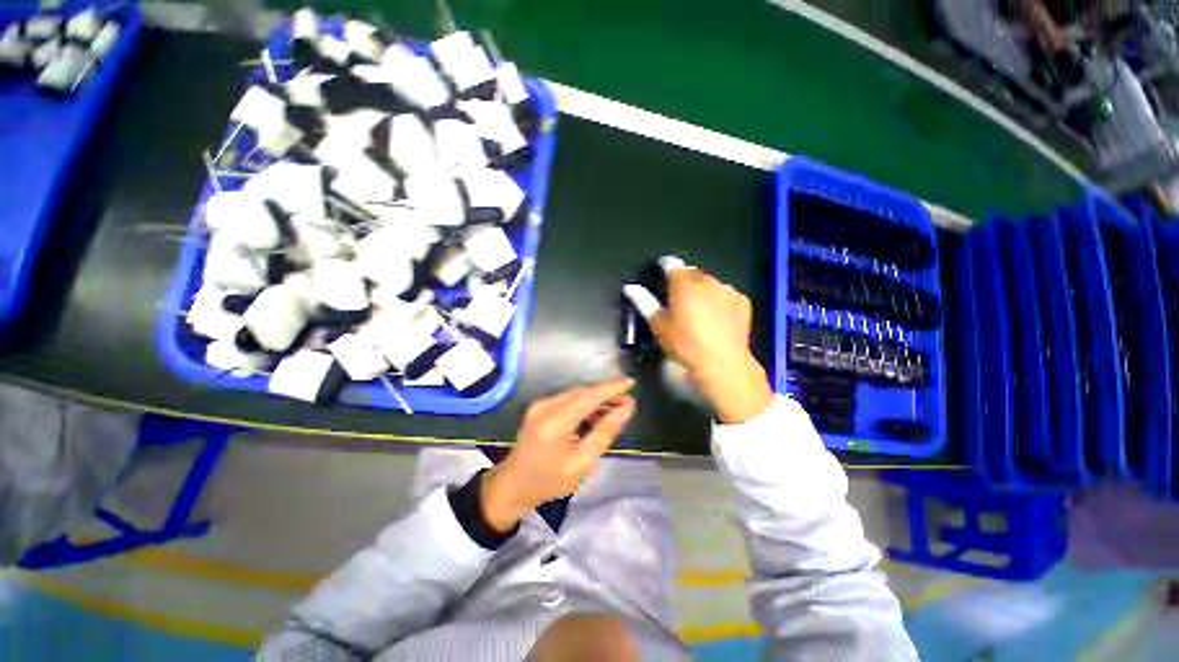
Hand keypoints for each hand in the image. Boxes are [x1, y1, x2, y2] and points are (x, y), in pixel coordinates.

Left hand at [481, 378, 635, 531]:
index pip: (589, 396)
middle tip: (627, 402)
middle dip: (606, 393)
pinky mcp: (539, 406)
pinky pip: (568, 399)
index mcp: (555, 422)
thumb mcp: (583, 462)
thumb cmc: (549, 480)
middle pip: (582, 391)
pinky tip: (596, 414)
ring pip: (576, 393)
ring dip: (596, 398)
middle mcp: (546, 406)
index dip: (611, 388)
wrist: (513, 485)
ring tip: (616, 409)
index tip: (631, 382)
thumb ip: (605, 432)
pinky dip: (584, 403)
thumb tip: (626, 408)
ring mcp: (540, 404)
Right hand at [646, 265, 773, 423]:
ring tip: (698, 307)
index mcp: (683, 285)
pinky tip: (716, 315)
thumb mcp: (659, 325)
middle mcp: (707, 281)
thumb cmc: (685, 344)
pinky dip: (719, 298)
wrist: (723, 363)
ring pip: (710, 282)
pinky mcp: (742, 301)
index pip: (672, 264)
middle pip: (692, 272)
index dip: (665, 265)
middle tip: (678, 297)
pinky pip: (726, 293)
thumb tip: (630, 287)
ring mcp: (727, 290)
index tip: (661, 269)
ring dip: (702, 288)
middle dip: (684, 279)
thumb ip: (644, 302)